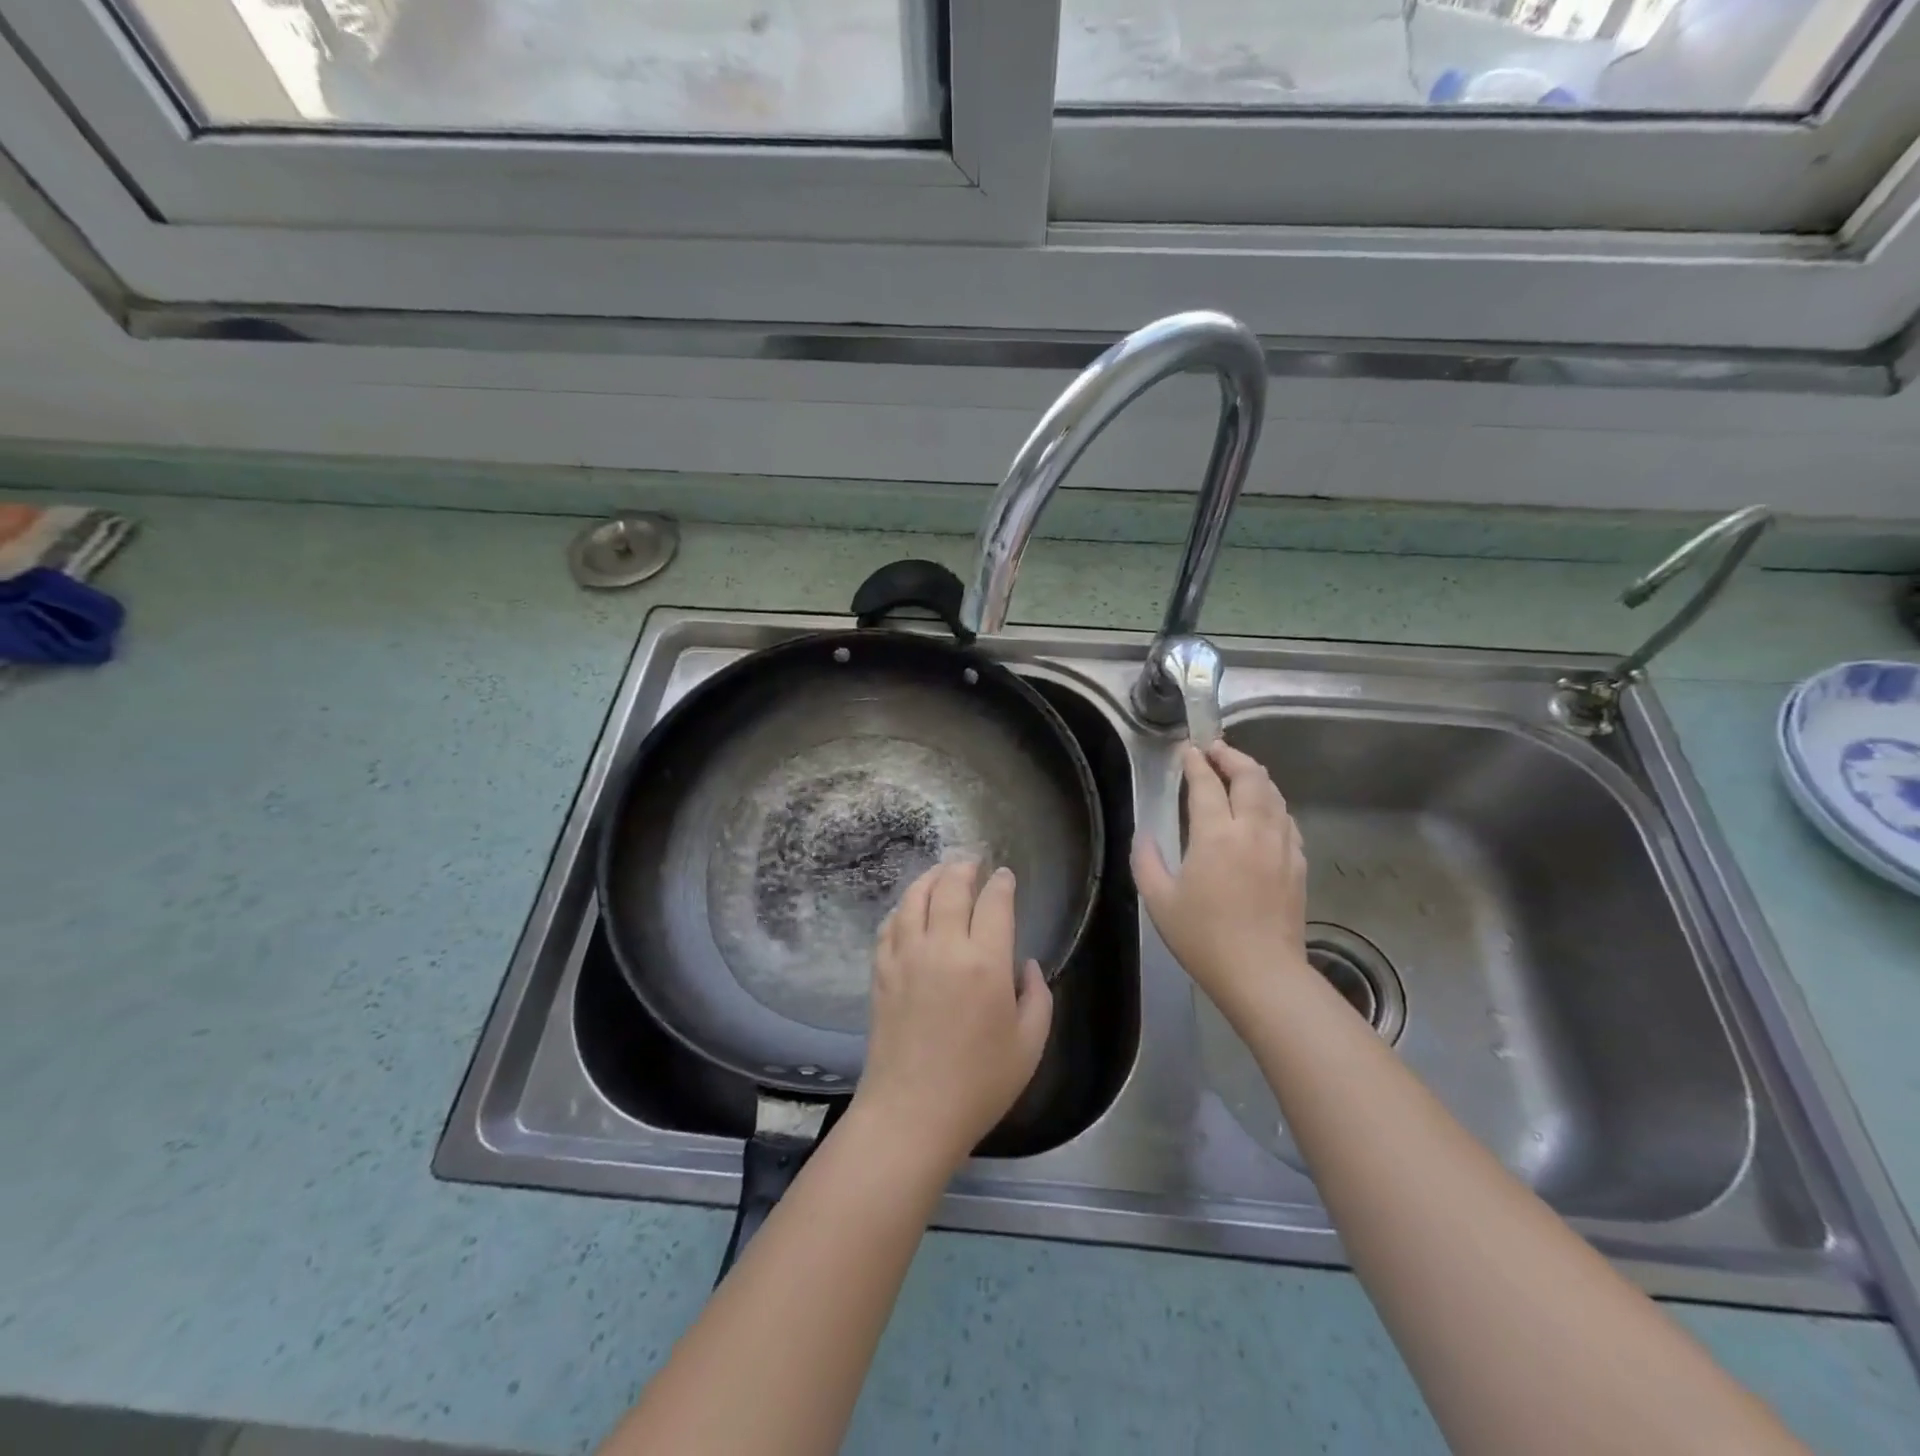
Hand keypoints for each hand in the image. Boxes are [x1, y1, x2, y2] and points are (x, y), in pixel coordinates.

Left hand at [853, 861, 1053, 1169]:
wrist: (912, 1113)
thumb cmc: (979, 1084)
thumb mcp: (1030, 1044)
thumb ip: (1038, 995)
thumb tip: (1025, 964)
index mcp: (985, 962)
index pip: (994, 903)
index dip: (1001, 883)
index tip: (1005, 876)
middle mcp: (943, 947)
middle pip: (951, 887)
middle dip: (964, 867)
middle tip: (972, 861)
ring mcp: (906, 956)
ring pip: (915, 897)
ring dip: (931, 877)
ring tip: (941, 872)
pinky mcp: (881, 971)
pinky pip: (890, 924)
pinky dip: (902, 907)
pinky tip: (909, 908)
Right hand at [1132, 742, 1311, 1026]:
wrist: (1261, 973)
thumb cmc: (1203, 938)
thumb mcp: (1159, 900)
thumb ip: (1146, 861)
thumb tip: (1145, 835)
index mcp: (1215, 836)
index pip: (1206, 784)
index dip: (1196, 763)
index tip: (1188, 751)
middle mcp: (1252, 830)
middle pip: (1250, 777)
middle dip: (1231, 757)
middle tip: (1215, 750)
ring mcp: (1280, 846)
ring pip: (1274, 794)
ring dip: (1255, 775)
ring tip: (1240, 770)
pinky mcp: (1297, 863)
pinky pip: (1287, 819)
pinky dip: (1273, 804)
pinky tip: (1265, 810)